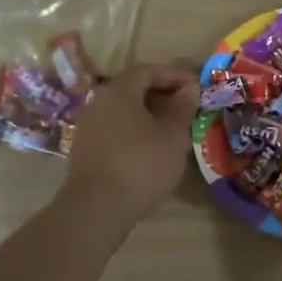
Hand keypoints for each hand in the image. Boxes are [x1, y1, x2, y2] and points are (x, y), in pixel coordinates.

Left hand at [60, 59, 198, 227]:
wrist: (96, 209)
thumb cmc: (141, 164)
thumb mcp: (172, 135)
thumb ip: (182, 107)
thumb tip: (189, 89)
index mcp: (119, 91)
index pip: (148, 70)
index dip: (174, 75)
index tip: (196, 87)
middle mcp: (99, 103)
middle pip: (133, 89)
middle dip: (162, 95)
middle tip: (186, 109)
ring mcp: (88, 128)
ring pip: (124, 112)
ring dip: (149, 116)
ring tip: (173, 131)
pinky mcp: (85, 151)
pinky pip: (115, 130)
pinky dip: (135, 132)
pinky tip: (151, 150)